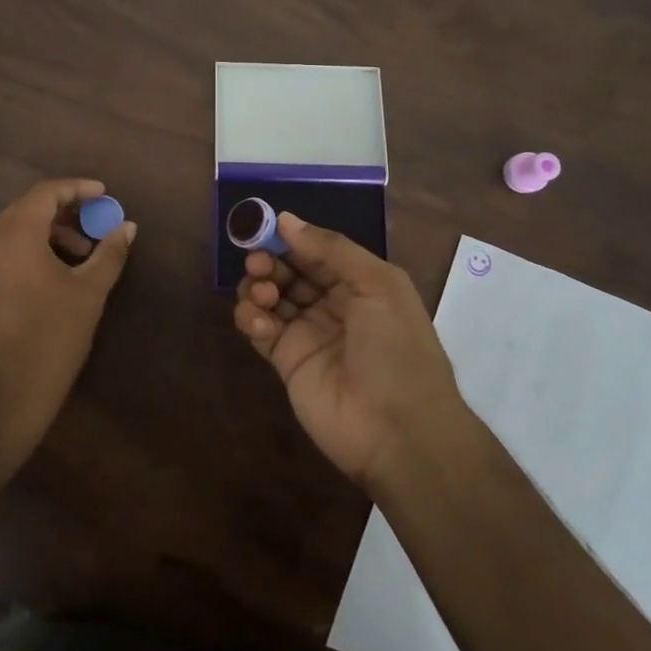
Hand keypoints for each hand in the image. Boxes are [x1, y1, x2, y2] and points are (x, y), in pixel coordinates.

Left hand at [0, 178, 135, 460]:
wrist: (2, 396)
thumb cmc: (51, 337)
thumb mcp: (89, 292)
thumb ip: (109, 253)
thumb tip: (127, 227)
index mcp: (15, 235)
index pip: (45, 193)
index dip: (77, 188)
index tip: (105, 195)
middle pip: (28, 208)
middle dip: (65, 211)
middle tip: (96, 223)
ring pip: (15, 230)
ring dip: (49, 232)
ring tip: (82, 254)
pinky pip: (5, 251)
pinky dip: (32, 249)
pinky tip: (56, 272)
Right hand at [234, 214, 463, 489]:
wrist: (398, 430)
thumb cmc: (396, 348)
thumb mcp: (378, 285)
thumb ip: (331, 249)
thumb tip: (286, 219)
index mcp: (360, 283)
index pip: (317, 250)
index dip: (291, 238)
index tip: (264, 226)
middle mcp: (333, 304)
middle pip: (290, 271)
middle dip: (270, 260)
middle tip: (258, 262)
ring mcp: (308, 333)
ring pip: (271, 297)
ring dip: (259, 286)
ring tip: (263, 294)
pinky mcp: (286, 361)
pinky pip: (260, 330)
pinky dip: (252, 319)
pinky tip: (260, 323)